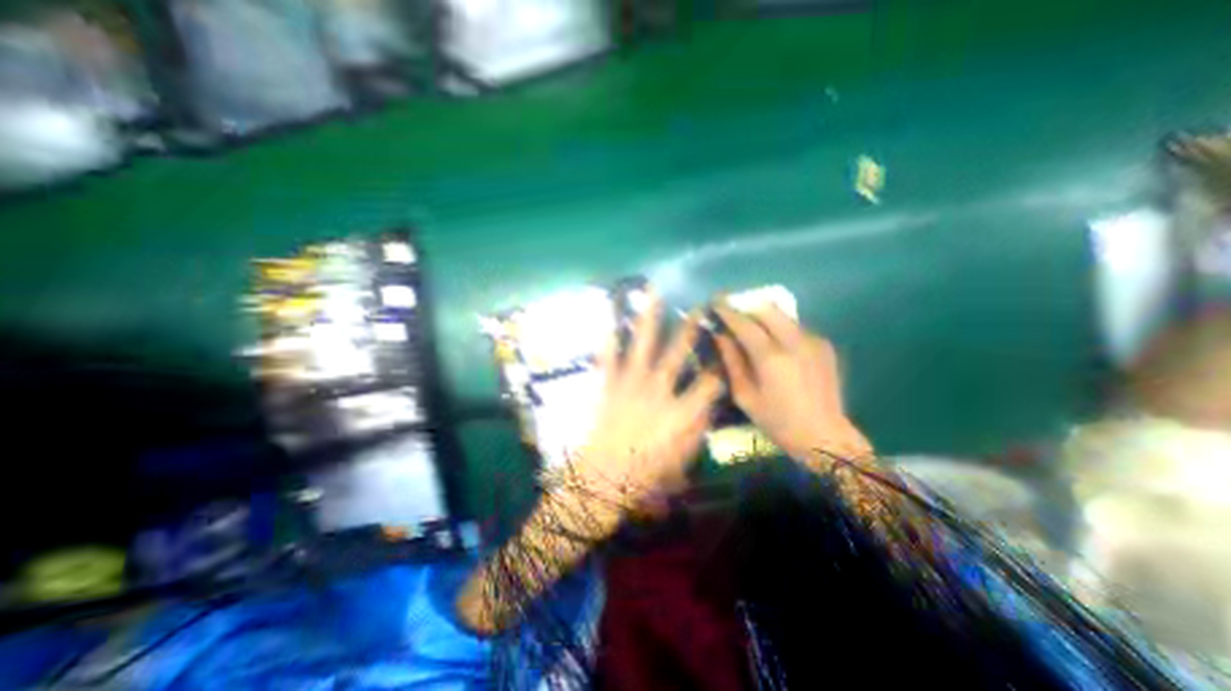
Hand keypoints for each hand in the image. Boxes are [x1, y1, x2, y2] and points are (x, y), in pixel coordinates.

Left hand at [564, 294, 721, 511]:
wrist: (601, 481)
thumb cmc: (645, 477)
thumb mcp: (682, 460)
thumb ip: (697, 430)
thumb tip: (706, 406)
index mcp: (680, 411)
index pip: (709, 381)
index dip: (719, 363)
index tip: (723, 347)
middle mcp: (658, 389)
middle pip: (678, 351)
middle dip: (690, 327)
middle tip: (699, 305)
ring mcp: (630, 383)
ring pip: (642, 343)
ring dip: (649, 317)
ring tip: (653, 292)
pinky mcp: (607, 385)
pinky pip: (608, 356)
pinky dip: (608, 337)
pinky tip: (609, 318)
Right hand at [708, 306, 868, 459]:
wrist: (825, 436)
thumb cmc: (778, 421)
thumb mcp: (745, 396)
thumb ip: (732, 361)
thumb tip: (721, 336)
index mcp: (771, 357)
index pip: (745, 324)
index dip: (727, 311)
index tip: (715, 303)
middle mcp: (795, 342)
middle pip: (767, 309)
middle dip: (747, 307)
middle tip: (733, 313)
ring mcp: (813, 341)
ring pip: (783, 315)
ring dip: (763, 316)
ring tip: (751, 327)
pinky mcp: (824, 345)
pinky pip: (796, 327)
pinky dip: (780, 328)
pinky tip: (775, 344)